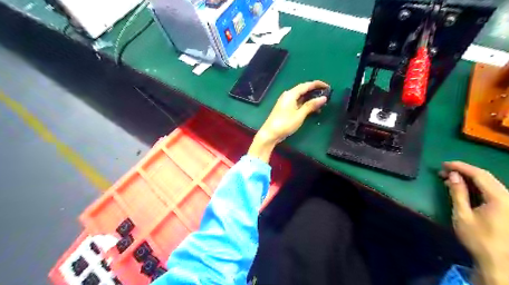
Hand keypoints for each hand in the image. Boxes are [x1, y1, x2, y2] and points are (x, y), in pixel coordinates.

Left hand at [247, 80, 329, 160]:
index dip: (317, 84)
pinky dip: (305, 104)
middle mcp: (287, 95)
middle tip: (326, 95)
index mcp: (291, 94)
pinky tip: (312, 110)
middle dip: (314, 91)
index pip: (306, 85)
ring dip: (310, 99)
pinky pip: (297, 103)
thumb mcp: (300, 115)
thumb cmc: (285, 123)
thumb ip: (311, 105)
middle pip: (303, 90)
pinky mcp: (285, 108)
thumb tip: (323, 98)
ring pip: (300, 97)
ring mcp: (285, 102)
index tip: (327, 86)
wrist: (270, 133)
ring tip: (321, 104)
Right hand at [442, 162, 508, 283]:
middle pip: (485, 177)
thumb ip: (458, 193)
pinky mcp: (507, 208)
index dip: (461, 166)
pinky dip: (475, 187)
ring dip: (469, 179)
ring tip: (449, 178)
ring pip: (489, 183)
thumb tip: (453, 175)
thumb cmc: (478, 238)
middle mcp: (508, 197)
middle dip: (463, 171)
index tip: (444, 164)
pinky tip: (462, 188)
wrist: (499, 262)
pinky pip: (491, 191)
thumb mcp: (463, 215)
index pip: (480, 175)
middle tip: (443, 171)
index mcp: (500, 198)